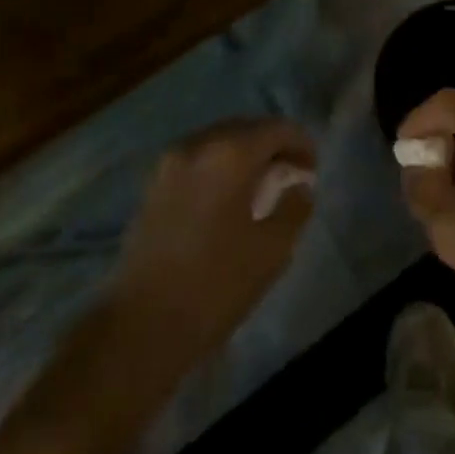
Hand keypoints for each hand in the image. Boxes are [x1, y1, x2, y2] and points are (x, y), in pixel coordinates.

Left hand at [108, 118, 315, 371]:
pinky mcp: (153, 183)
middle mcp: (198, 144)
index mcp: (230, 153)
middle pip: (245, 128)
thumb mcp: (270, 251)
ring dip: (244, 154)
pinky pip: (197, 158)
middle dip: (272, 145)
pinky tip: (228, 197)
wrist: (141, 325)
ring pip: (218, 141)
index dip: (301, 143)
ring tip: (261, 185)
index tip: (313, 169)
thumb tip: (300, 186)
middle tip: (291, 173)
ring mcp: (170, 161)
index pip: (275, 128)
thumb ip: (293, 208)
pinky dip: (219, 166)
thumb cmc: (215, 285)